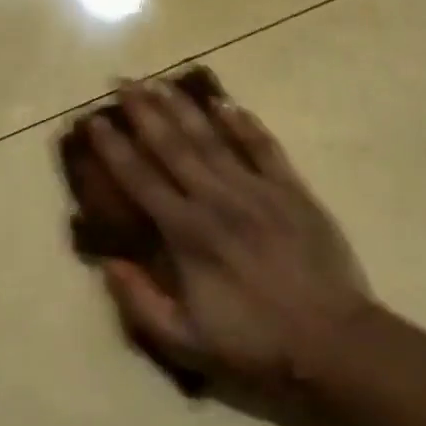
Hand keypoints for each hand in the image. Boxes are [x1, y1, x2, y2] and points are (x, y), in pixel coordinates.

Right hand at [82, 79, 372, 391]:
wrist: (331, 340)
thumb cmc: (255, 343)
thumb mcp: (186, 342)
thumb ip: (140, 302)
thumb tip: (107, 262)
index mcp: (187, 234)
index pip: (141, 179)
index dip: (114, 148)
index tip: (95, 119)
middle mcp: (216, 199)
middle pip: (173, 146)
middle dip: (144, 111)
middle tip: (122, 82)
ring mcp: (256, 188)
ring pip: (212, 137)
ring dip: (183, 107)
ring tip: (160, 82)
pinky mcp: (290, 187)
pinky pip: (263, 146)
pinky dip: (243, 122)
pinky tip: (224, 101)